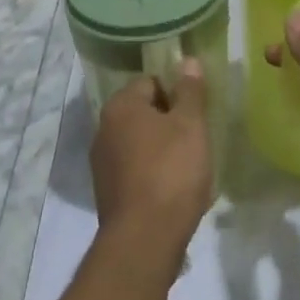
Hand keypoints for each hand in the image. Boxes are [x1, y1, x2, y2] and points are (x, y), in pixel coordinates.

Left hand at [90, 63, 212, 277]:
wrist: (144, 240)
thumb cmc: (171, 172)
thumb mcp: (190, 125)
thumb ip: (190, 91)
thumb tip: (186, 60)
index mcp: (120, 106)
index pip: (150, 82)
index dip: (177, 93)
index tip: (197, 112)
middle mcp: (103, 129)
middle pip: (143, 112)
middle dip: (170, 122)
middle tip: (197, 138)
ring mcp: (102, 163)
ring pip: (139, 143)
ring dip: (162, 149)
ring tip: (189, 167)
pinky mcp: (107, 192)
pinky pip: (135, 170)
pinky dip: (153, 174)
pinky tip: (174, 191)